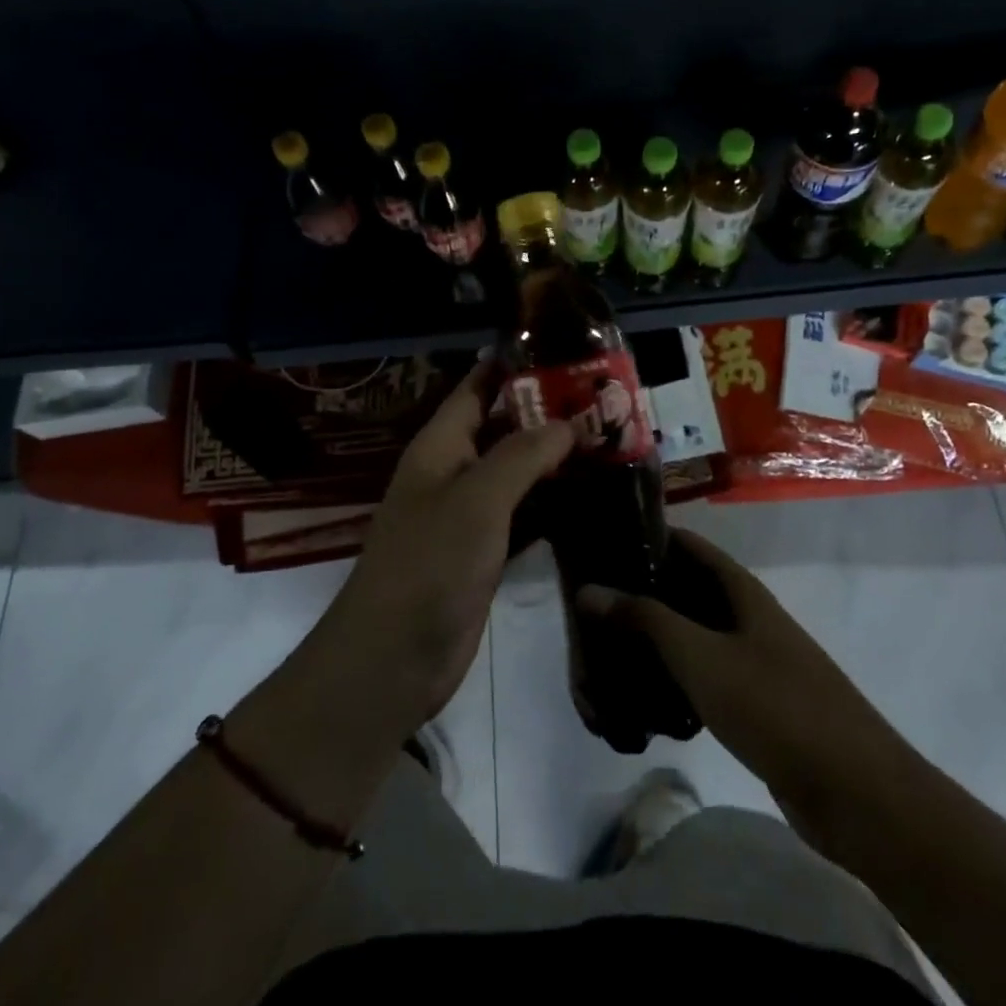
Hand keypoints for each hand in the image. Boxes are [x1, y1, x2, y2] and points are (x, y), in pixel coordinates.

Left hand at [321, 363, 573, 731]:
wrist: (394, 658)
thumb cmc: (429, 565)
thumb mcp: (477, 500)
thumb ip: (522, 455)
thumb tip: (568, 422)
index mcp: (441, 445)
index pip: (478, 386)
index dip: (514, 364)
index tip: (564, 348)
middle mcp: (454, 470)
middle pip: (504, 426)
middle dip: (548, 411)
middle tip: (606, 397)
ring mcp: (469, 513)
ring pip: (518, 471)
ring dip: (556, 457)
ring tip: (610, 437)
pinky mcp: (485, 550)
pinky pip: (524, 513)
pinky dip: (554, 502)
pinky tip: (594, 495)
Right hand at [578, 528, 902, 813]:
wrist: (858, 794)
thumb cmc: (776, 707)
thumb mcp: (701, 657)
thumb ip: (645, 619)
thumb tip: (589, 588)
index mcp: (741, 590)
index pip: (686, 544)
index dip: (645, 538)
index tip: (599, 546)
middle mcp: (747, 616)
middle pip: (685, 591)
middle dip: (640, 597)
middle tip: (590, 610)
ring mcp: (754, 660)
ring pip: (693, 638)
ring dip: (654, 644)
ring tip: (606, 656)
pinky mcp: (756, 703)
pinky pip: (705, 678)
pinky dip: (675, 681)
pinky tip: (644, 703)